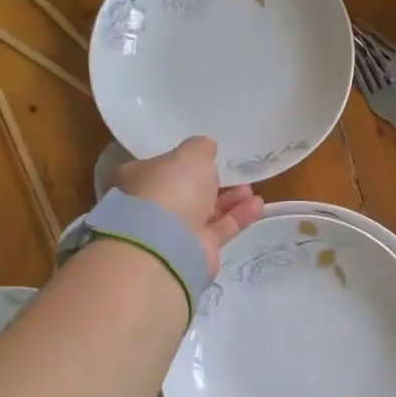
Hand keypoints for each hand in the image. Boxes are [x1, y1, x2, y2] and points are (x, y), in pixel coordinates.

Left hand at [113, 137, 263, 276]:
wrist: (168, 243)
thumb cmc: (171, 188)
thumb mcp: (190, 155)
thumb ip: (200, 148)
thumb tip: (206, 146)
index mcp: (138, 179)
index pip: (159, 167)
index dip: (181, 162)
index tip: (205, 157)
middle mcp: (152, 206)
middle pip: (185, 191)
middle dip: (211, 182)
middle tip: (233, 173)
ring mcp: (174, 231)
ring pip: (205, 211)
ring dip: (229, 199)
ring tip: (251, 188)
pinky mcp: (196, 250)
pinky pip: (220, 229)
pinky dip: (238, 217)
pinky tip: (257, 205)